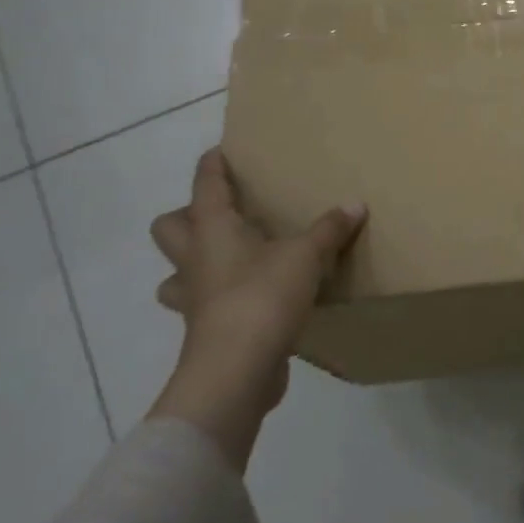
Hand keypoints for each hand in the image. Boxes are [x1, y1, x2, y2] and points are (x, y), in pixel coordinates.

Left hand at [146, 148, 364, 464]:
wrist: (236, 370)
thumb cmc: (263, 297)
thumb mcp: (306, 255)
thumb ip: (329, 229)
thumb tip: (355, 204)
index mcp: (212, 230)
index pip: (206, 185)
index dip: (212, 166)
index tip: (220, 152)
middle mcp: (195, 259)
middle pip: (168, 228)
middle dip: (186, 217)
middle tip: (225, 214)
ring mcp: (195, 298)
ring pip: (176, 273)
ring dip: (194, 264)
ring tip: (230, 260)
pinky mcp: (207, 330)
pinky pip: (203, 306)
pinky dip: (220, 299)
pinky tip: (252, 298)